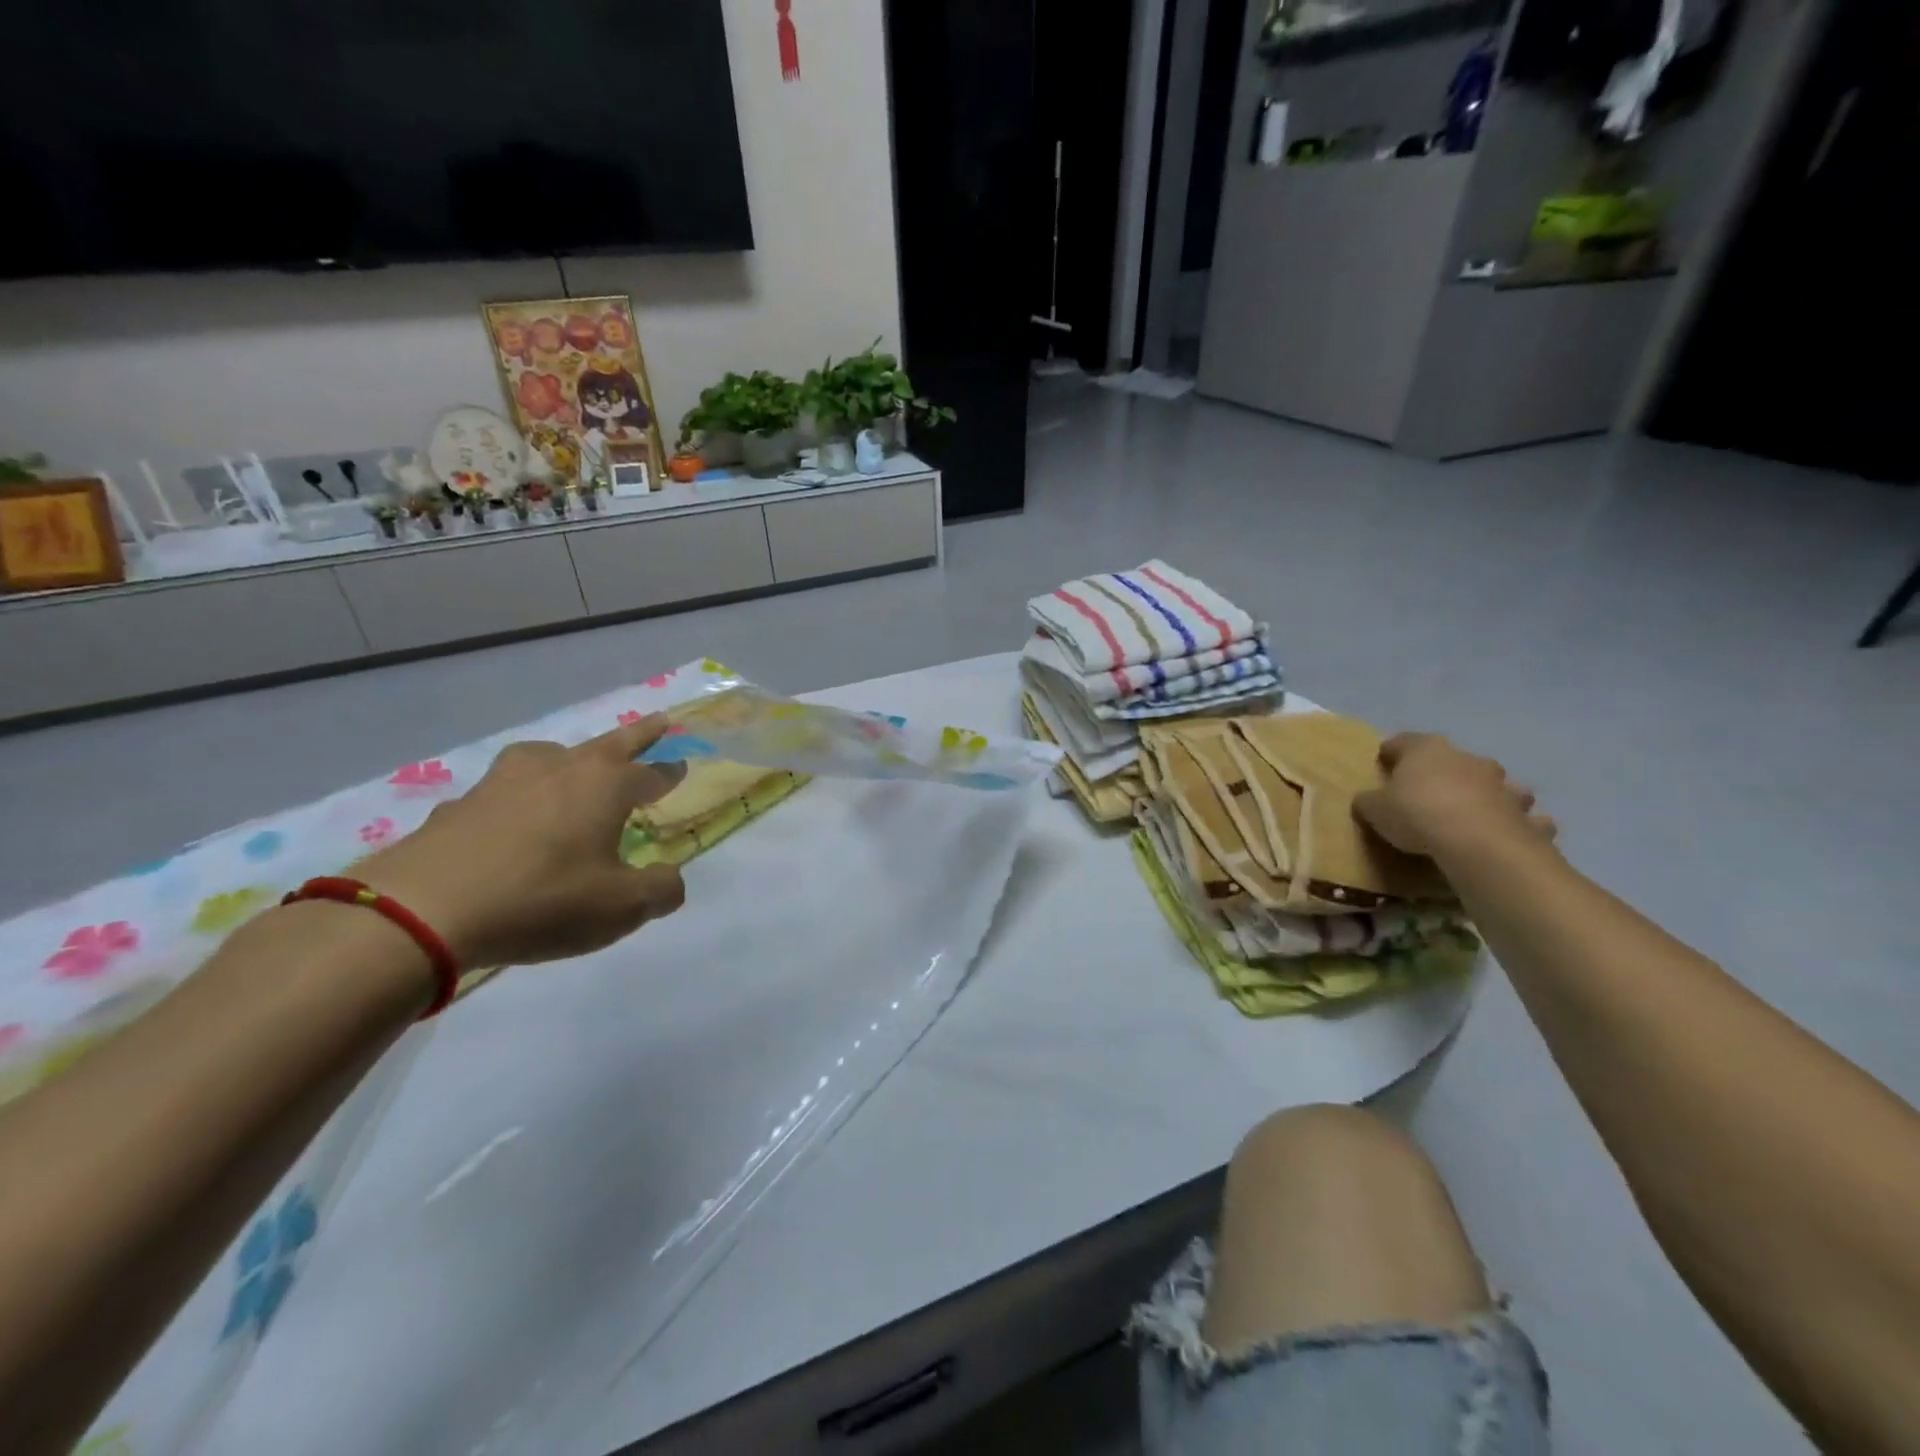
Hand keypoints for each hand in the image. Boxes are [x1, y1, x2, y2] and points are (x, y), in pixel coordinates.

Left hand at [355, 718, 688, 968]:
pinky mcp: (462, 803)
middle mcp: (560, 770)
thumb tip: (672, 878)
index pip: (650, 774)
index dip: (669, 773)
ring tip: (573, 768)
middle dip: (639, 735)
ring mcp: (505, 781)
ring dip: (571, 757)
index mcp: (605, 787)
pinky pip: (505, 790)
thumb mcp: (622, 907)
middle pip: (610, 744)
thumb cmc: (542, 900)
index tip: (682, 766)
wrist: (423, 910)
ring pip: (550, 756)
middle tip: (658, 721)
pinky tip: (511, 821)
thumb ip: (661, 890)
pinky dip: (519, 796)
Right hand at [1352, 733, 1556, 860]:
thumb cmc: (1416, 814)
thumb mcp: (1374, 809)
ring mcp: (1503, 785)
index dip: (1391, 752)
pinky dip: (1521, 823)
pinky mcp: (1526, 816)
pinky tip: (1512, 833)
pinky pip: (1525, 818)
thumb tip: (1367, 799)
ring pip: (1497, 783)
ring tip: (1478, 811)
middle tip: (1430, 791)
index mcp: (1426, 750)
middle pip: (1453, 759)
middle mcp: (1467, 759)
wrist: (1476, 843)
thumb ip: (1369, 801)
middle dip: (1445, 771)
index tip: (1383, 762)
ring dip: (1490, 793)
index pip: (1403, 742)